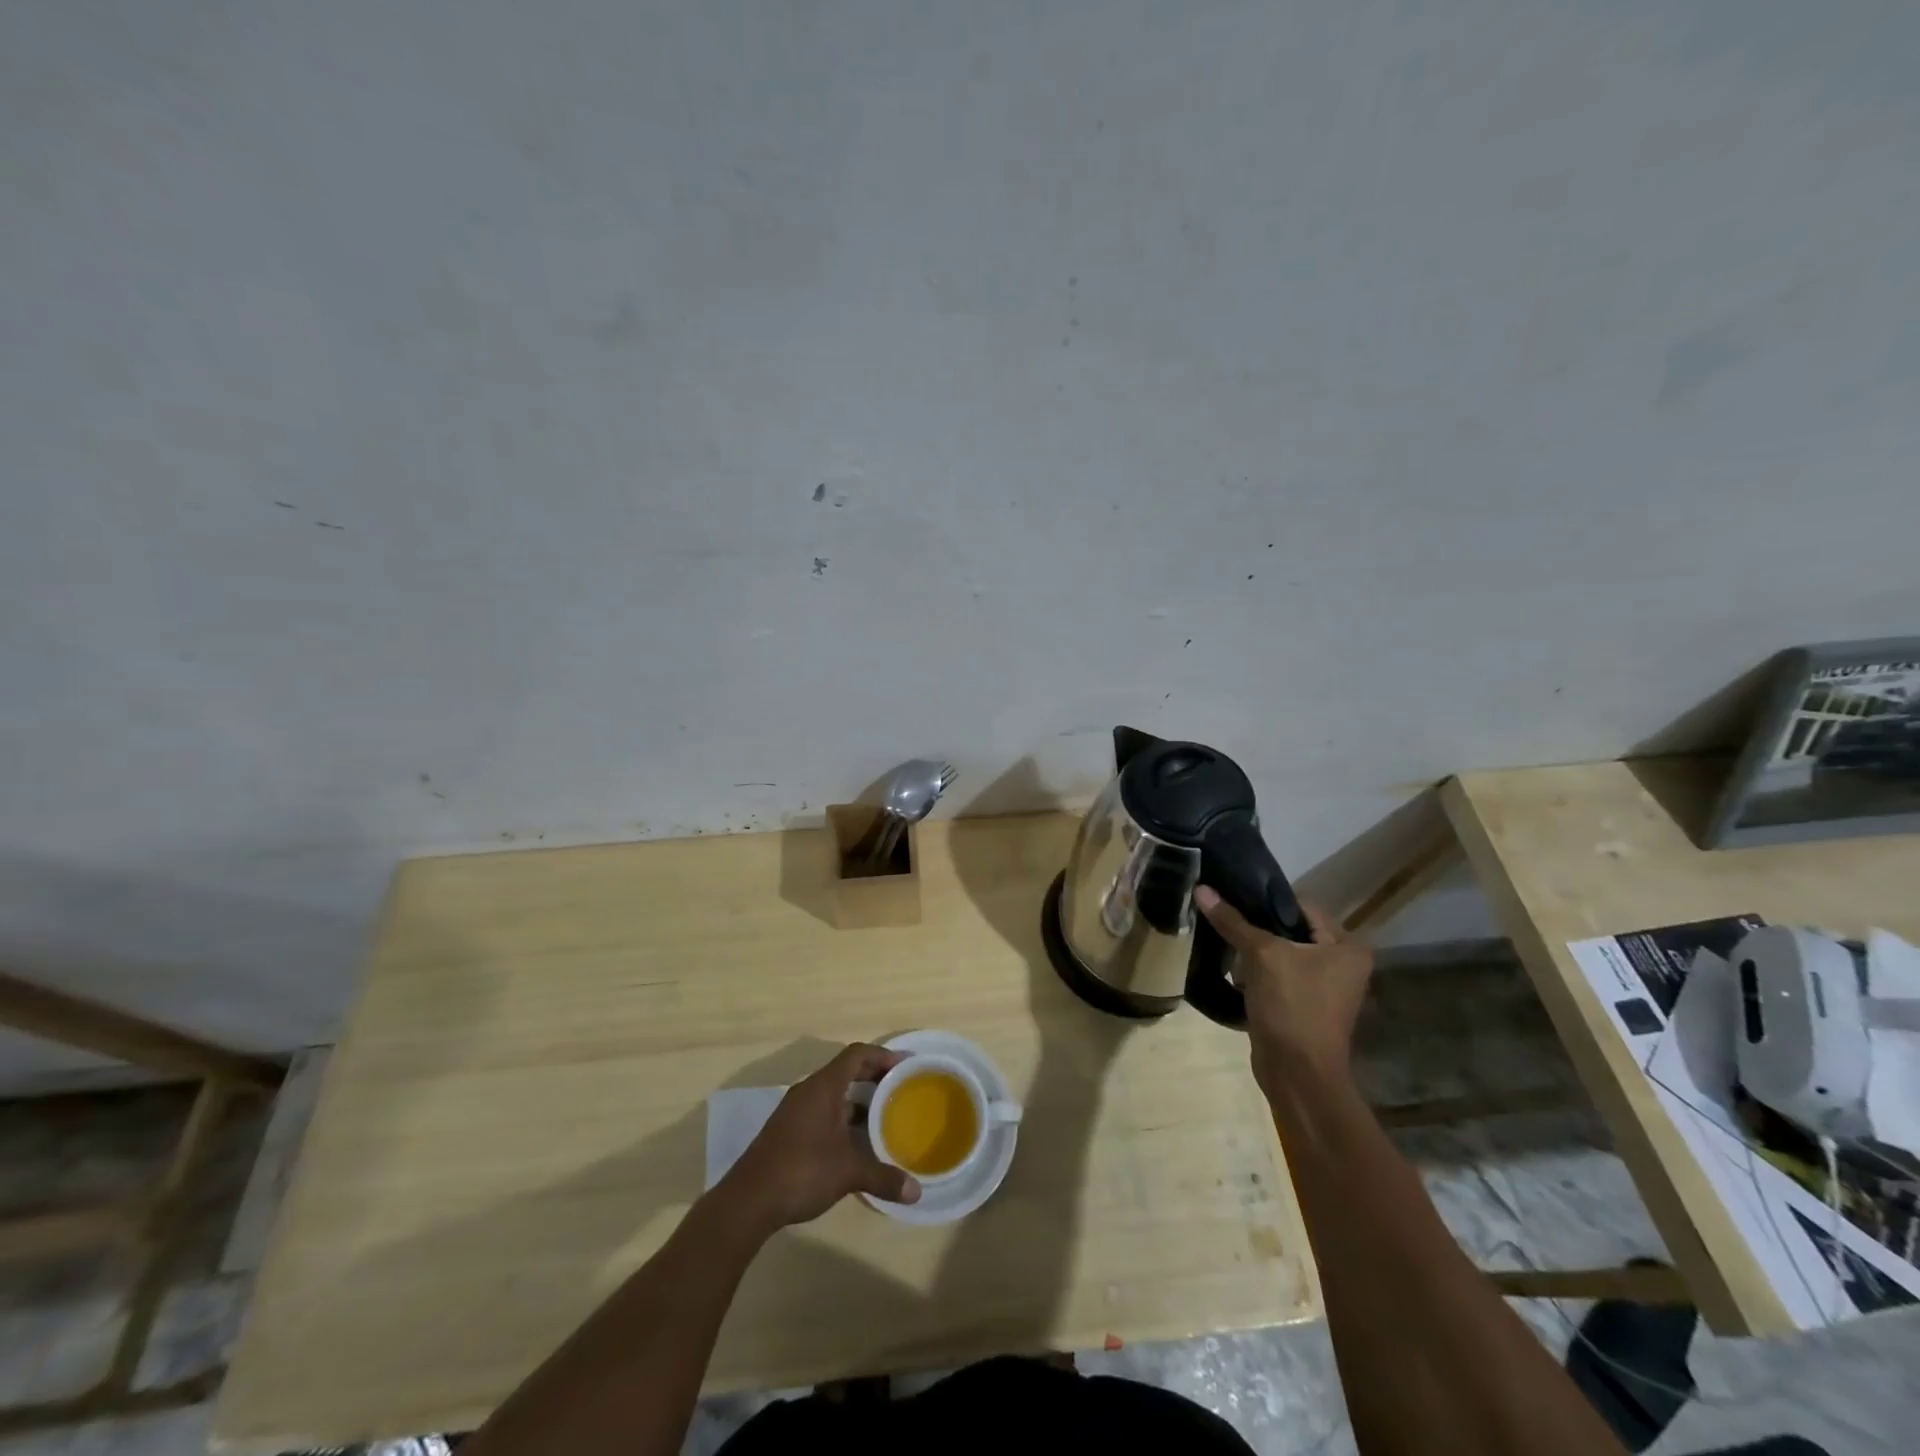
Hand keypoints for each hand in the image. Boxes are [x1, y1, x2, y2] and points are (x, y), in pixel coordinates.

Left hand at [719, 1043, 920, 1234]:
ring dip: (859, 1100)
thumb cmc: (801, 1171)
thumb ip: (883, 1178)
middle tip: (900, 1088)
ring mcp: (796, 1111)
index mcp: (824, 1087)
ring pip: (834, 1094)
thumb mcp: (848, 1173)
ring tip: (885, 1115)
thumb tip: (916, 1192)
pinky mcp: (789, 1131)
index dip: (882, 1055)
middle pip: (846, 1070)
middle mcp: (809, 1091)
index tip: (905, 1065)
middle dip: (874, 1077)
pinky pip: (823, 1111)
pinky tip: (857, 1142)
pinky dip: (843, 1118)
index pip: (857, 1054)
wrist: (748, 1201)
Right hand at [1194, 887, 1373, 1091]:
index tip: (1230, 896)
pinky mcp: (1305, 1007)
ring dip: (1253, 954)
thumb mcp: (1261, 956)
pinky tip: (1233, 974)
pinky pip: (1277, 978)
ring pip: (1281, 955)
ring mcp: (1325, 989)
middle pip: (1290, 931)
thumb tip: (1202, 889)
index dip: (1265, 901)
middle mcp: (1343, 964)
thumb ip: (1232, 921)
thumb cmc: (1292, 1006)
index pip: (1300, 907)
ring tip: (1224, 946)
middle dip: (1256, 929)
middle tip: (1223, 920)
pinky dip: (1257, 975)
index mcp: (1347, 946)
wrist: (1297, 1074)